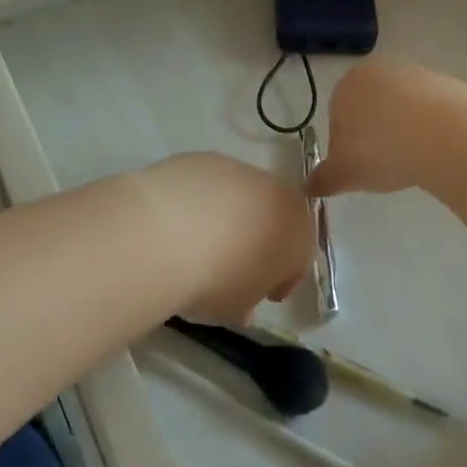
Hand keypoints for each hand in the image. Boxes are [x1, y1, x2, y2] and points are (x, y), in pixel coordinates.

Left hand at [141, 153, 311, 324]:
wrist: (167, 233)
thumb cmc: (217, 279)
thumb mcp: (237, 308)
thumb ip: (248, 300)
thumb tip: (243, 301)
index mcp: (298, 230)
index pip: (300, 257)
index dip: (281, 278)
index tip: (261, 294)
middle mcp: (275, 191)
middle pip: (272, 217)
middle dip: (257, 239)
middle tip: (232, 265)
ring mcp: (238, 169)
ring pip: (241, 196)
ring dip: (228, 216)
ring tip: (198, 243)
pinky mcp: (202, 158)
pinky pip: (208, 184)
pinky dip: (200, 201)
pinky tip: (177, 221)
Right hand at [309, 62, 466, 197]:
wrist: (444, 135)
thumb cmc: (381, 150)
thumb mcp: (344, 173)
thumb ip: (323, 179)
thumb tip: (308, 187)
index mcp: (347, 85)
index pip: (337, 118)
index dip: (345, 147)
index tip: (359, 168)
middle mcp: (379, 71)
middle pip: (371, 109)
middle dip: (375, 136)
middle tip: (385, 166)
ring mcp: (417, 74)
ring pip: (402, 110)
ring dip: (404, 133)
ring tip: (414, 161)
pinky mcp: (448, 84)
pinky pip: (432, 112)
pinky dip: (431, 130)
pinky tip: (436, 151)